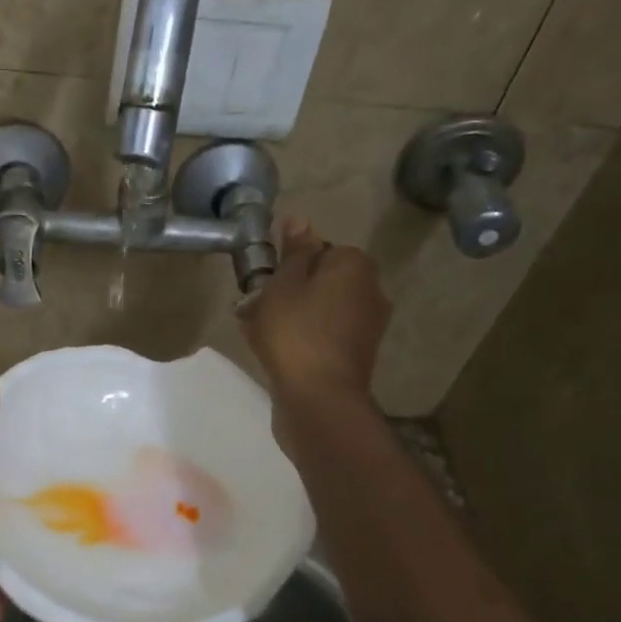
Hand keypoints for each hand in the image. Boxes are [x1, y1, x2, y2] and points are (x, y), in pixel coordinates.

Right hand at [240, 218, 390, 405]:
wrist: (319, 401)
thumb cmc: (295, 334)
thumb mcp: (283, 285)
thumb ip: (292, 252)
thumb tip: (298, 220)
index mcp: (355, 266)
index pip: (319, 250)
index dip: (286, 264)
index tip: (261, 281)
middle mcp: (369, 292)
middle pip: (318, 282)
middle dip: (285, 292)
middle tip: (250, 308)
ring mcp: (365, 328)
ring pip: (318, 310)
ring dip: (288, 317)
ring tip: (253, 331)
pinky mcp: (354, 358)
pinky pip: (321, 336)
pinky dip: (299, 339)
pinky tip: (271, 352)